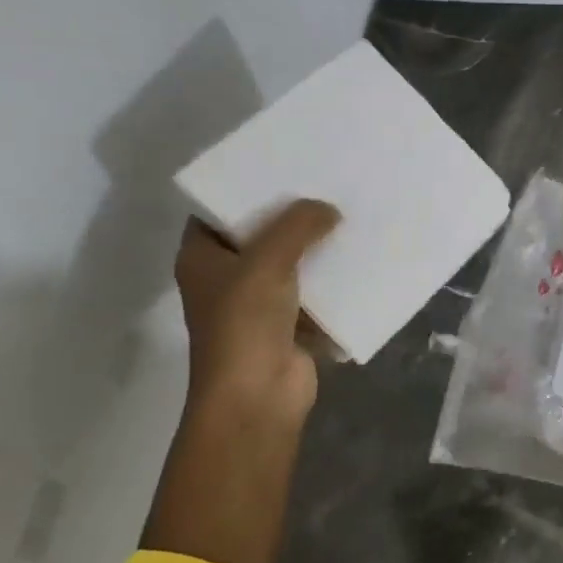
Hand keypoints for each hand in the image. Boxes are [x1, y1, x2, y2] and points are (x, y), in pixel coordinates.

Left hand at [147, 200, 340, 562]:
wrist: (257, 398)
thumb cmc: (245, 324)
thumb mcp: (267, 261)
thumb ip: (298, 225)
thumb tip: (329, 209)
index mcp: (203, 257)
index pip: (219, 210)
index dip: (246, 186)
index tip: (283, 163)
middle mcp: (226, 276)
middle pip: (260, 233)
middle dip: (292, 213)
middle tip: (326, 181)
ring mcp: (258, 302)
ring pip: (290, 261)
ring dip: (316, 245)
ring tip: (349, 210)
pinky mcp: (289, 323)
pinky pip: (313, 289)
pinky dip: (332, 276)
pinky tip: (360, 254)